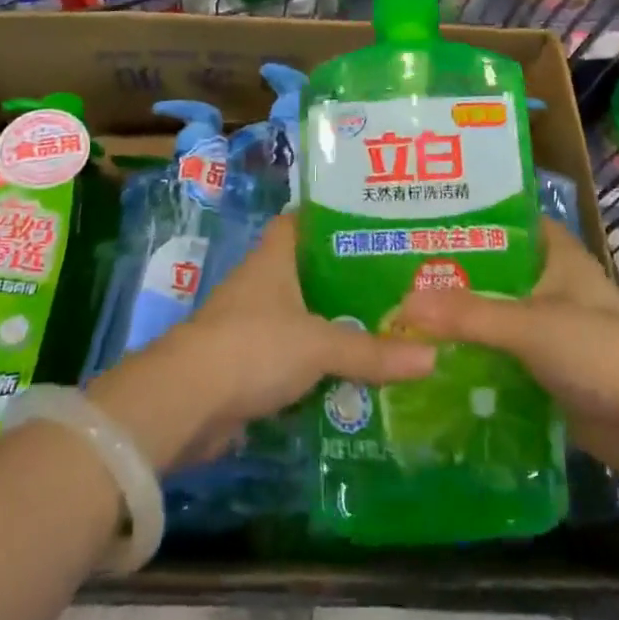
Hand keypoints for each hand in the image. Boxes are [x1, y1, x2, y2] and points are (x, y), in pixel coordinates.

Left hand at [87, 215, 435, 471]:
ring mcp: (250, 325)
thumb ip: (372, 351)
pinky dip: (316, 366)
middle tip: (395, 281)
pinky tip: (350, 375)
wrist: (186, 402)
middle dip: (345, 278)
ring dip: (333, 325)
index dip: (330, 218)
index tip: (370, 222)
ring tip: (384, 326)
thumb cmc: (253, 346)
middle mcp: (260, 284)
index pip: (301, 221)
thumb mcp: (319, 344)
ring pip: (301, 317)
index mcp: (273, 259)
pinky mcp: (245, 366)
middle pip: (307, 271)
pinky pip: (291, 358)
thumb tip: (432, 357)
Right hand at [393, 219, 618, 482]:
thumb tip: (404, 304)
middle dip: (459, 271)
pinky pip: (505, 352)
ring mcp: (555, 328)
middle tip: (405, 267)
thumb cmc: (595, 352)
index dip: (477, 215)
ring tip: (410, 309)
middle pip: (500, 269)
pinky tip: (438, 355)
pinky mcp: (551, 368)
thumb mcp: (527, 325)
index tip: (431, 216)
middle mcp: (557, 285)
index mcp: (560, 256)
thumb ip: (467, 314)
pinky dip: (478, 352)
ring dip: (466, 315)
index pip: (514, 220)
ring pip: (500, 312)